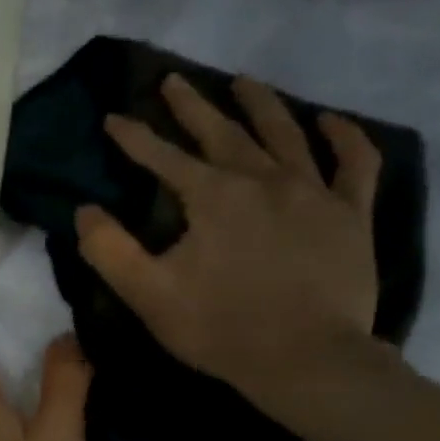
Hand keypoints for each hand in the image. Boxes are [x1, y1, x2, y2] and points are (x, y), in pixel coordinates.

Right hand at [74, 73, 388, 420]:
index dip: (133, 137)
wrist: (305, 359)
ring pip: (286, 133)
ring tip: (244, 82)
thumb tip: (84, 210)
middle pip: (223, 131)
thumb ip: (109, 250)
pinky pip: (355, 164)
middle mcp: (262, 179)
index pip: (163, 157)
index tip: (113, 118)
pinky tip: (331, 122)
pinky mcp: (351, 215)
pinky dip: (345, 138)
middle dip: (192, 105)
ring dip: (261, 104)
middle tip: (173, 80)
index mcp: (212, 197)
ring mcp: (313, 192)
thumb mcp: (148, 295)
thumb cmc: (220, 329)